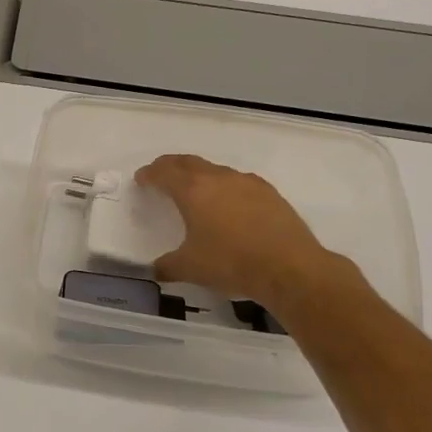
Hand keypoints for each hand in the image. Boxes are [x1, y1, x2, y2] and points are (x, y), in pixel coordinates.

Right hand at [135, 154, 343, 308]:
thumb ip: (167, 265)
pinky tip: (229, 204)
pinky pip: (239, 182)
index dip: (149, 174)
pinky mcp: (270, 193)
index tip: (141, 179)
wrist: (290, 268)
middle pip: (188, 162)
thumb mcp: (190, 269)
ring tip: (195, 190)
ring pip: (216, 170)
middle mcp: (219, 178)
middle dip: (171, 166)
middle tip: (161, 175)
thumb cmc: (231, 263)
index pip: (164, 172)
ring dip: (200, 175)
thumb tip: (156, 269)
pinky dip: (225, 187)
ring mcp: (247, 183)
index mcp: (193, 191)